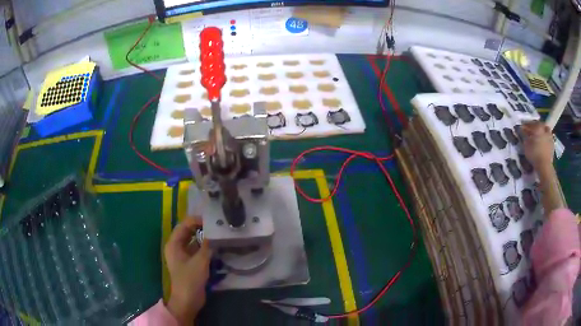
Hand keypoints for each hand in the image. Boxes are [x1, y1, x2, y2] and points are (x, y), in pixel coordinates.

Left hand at [165, 217, 211, 324]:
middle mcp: (176, 247)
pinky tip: (216, 245)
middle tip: (217, 225)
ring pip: (193, 240)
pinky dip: (205, 246)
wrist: (188, 301)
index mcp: (173, 244)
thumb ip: (207, 245)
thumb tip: (216, 232)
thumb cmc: (190, 280)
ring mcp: (183, 255)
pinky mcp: (190, 263)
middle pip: (188, 231)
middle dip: (201, 227)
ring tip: (218, 233)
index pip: (184, 225)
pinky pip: (197, 249)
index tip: (212, 219)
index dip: (196, 220)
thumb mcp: (200, 261)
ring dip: (204, 237)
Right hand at [522, 121, 553, 169]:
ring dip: (542, 131)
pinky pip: (548, 138)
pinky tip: (543, 143)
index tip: (522, 127)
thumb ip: (524, 136)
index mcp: (538, 127)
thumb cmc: (534, 154)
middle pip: (539, 124)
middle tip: (532, 130)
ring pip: (545, 130)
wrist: (544, 166)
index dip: (526, 125)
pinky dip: (546, 138)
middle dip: (535, 126)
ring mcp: (550, 136)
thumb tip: (522, 130)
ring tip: (539, 136)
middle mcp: (544, 129)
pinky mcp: (552, 145)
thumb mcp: (526, 145)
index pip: (530, 123)